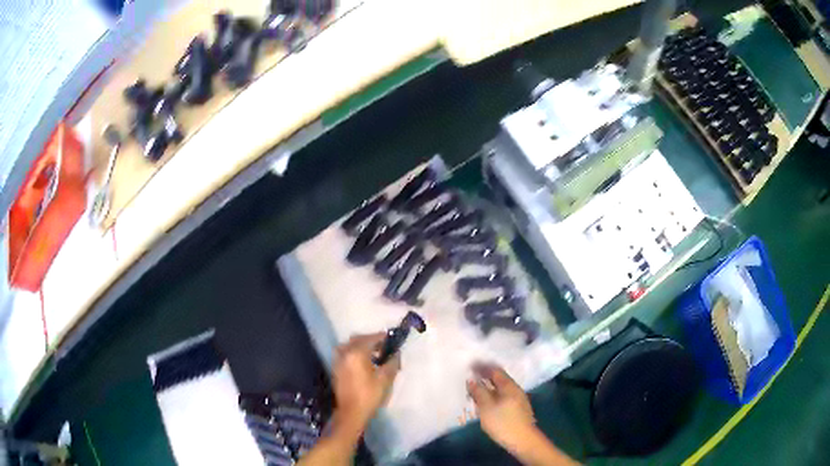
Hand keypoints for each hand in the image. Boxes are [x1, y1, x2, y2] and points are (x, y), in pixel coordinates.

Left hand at [331, 333, 400, 438]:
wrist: (351, 412)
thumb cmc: (369, 395)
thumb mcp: (385, 379)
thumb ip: (392, 363)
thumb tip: (396, 353)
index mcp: (356, 353)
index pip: (370, 338)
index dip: (382, 337)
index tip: (392, 338)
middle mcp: (345, 353)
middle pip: (358, 339)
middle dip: (371, 339)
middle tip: (383, 345)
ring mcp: (338, 360)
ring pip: (349, 345)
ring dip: (361, 345)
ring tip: (373, 353)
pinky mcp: (336, 368)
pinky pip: (344, 353)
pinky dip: (353, 352)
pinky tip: (362, 361)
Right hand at [467, 364, 536, 451]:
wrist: (523, 440)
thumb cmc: (503, 422)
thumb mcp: (486, 407)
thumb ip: (479, 392)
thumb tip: (472, 379)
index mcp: (508, 386)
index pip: (495, 370)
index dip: (482, 367)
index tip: (470, 366)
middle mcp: (515, 389)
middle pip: (499, 378)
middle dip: (485, 377)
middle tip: (471, 379)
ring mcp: (518, 399)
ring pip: (501, 388)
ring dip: (489, 387)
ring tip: (476, 391)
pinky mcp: (518, 408)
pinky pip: (503, 396)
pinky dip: (493, 395)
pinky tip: (487, 402)